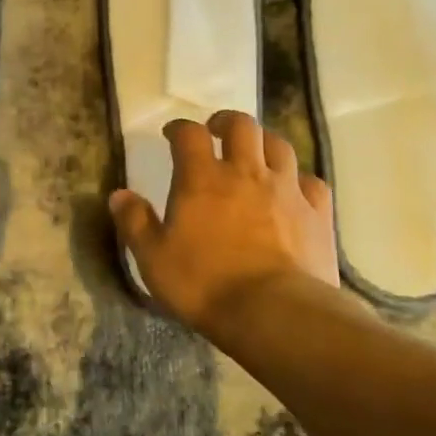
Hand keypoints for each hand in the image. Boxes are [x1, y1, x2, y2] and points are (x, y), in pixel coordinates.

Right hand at [110, 110, 340, 334]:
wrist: (275, 313)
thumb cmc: (205, 285)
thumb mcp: (154, 259)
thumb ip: (135, 223)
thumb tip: (119, 194)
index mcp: (202, 178)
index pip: (190, 134)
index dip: (179, 128)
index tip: (172, 135)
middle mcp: (246, 172)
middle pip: (242, 126)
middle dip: (226, 122)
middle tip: (217, 131)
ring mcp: (286, 190)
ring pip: (279, 146)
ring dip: (264, 143)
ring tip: (255, 154)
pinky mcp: (316, 213)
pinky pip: (311, 182)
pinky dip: (299, 179)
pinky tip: (294, 190)